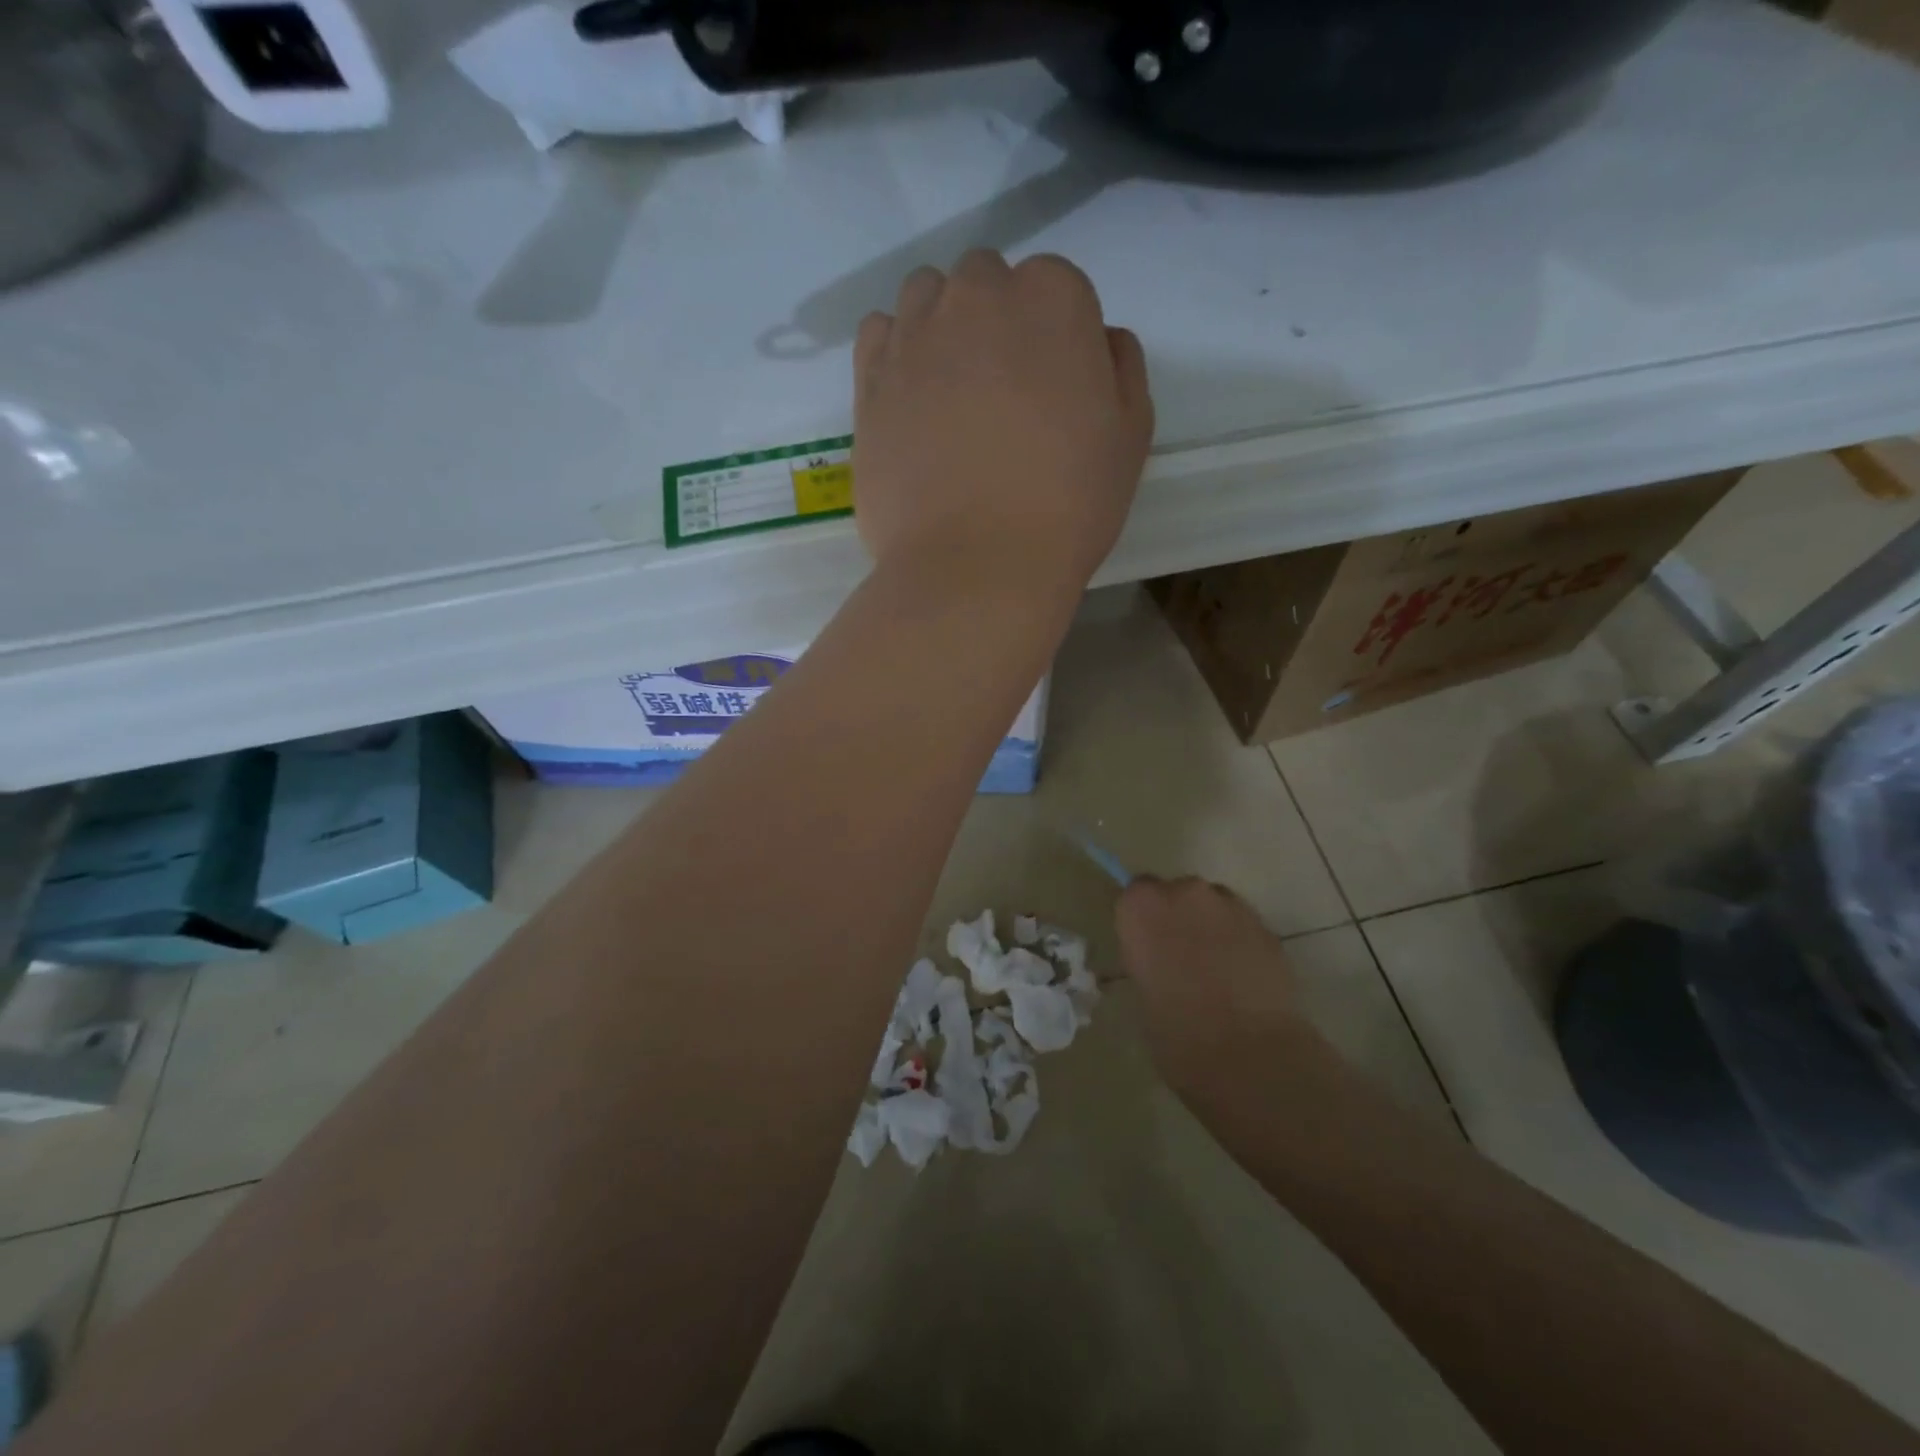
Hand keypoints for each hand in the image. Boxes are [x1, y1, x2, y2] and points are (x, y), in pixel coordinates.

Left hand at [852, 250, 1153, 596]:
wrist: (976, 566)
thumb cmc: (1067, 505)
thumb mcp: (1130, 435)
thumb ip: (1120, 367)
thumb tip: (1098, 340)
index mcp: (1051, 298)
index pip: (1057, 288)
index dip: (1059, 340)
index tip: (1056, 392)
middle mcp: (976, 296)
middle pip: (987, 283)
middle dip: (997, 323)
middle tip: (1003, 396)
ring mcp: (914, 336)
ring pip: (927, 298)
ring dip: (943, 327)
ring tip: (952, 395)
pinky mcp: (869, 381)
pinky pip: (879, 334)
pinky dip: (895, 351)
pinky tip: (911, 398)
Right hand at [1116, 877, 1321, 1095]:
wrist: (1247, 1054)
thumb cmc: (1176, 1031)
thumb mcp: (1141, 993)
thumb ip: (1147, 960)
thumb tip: (1159, 961)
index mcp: (1142, 907)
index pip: (1135, 894)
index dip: (1142, 919)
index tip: (1146, 945)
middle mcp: (1185, 893)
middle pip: (1177, 893)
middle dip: (1178, 918)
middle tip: (1180, 958)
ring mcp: (1230, 906)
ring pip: (1214, 906)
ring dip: (1210, 927)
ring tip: (1216, 970)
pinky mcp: (1266, 926)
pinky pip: (1242, 925)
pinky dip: (1239, 942)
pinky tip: (1242, 979)